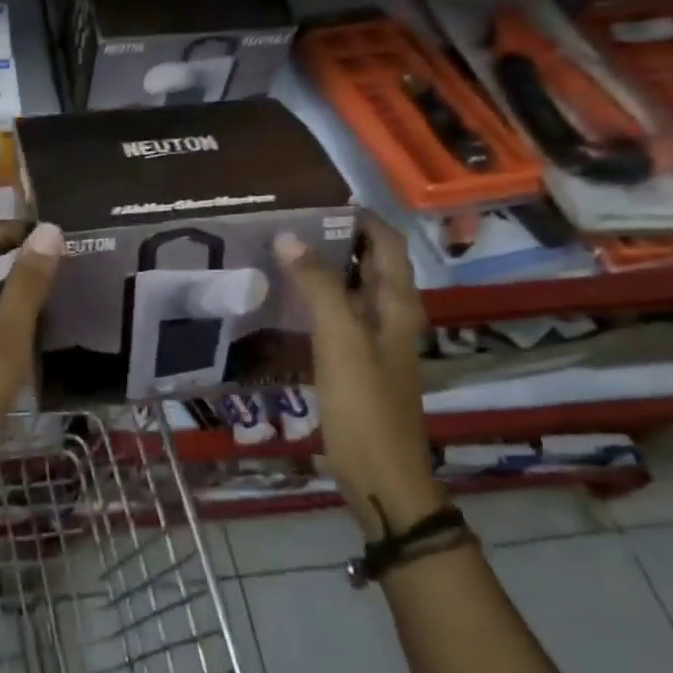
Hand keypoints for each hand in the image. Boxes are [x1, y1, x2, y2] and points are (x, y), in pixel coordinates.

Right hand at [275, 213, 442, 538]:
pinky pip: (333, 314)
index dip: (357, 216)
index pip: (386, 241)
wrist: (379, 473)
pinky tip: (280, 296)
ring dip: (319, 266)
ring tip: (275, 250)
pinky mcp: (353, 359)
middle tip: (284, 221)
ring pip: (348, 287)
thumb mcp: (340, 338)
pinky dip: (311, 297)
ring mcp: (371, 338)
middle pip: (367, 260)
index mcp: (397, 302)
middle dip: (332, 237)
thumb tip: (288, 236)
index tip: (313, 200)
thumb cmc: (364, 402)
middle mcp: (389, 313)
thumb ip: (318, 285)